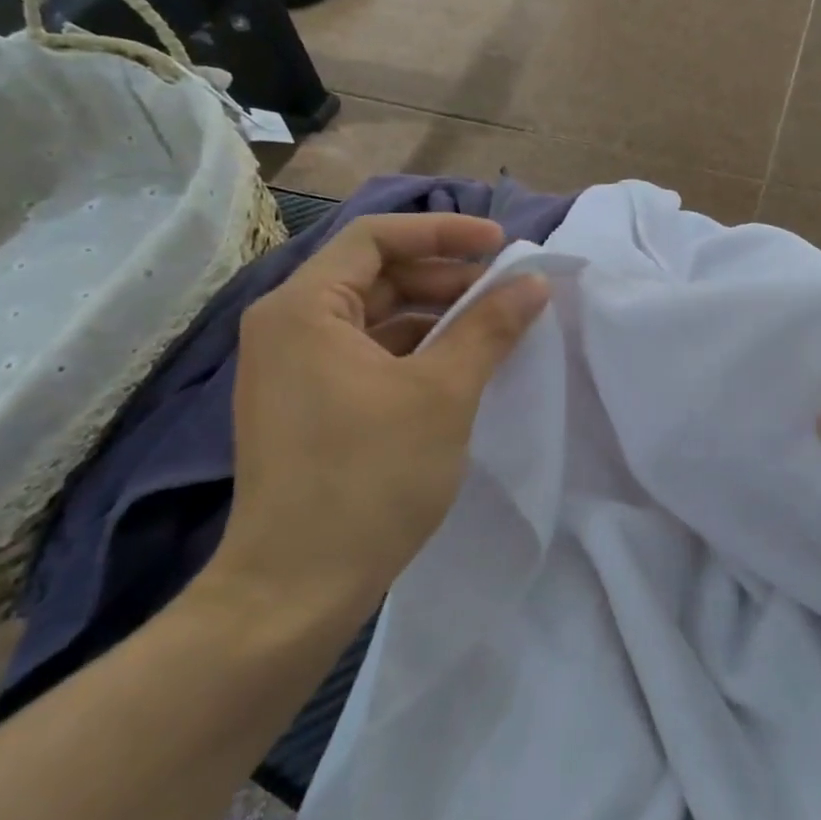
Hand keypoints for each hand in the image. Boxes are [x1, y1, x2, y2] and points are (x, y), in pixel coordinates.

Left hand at [203, 214, 548, 622]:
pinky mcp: (307, 405)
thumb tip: (533, 282)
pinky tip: (459, 367)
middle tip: (506, 293)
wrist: (297, 588)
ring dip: (434, 316)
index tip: (501, 246)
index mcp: (303, 308)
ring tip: (494, 328)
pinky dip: (413, 351)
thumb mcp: (443, 393)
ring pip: (374, 318)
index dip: (443, 231)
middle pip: (375, 274)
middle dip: (444, 277)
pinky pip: (366, 355)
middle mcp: (287, 327)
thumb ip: (490, 327)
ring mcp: (293, 369)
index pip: (376, 237)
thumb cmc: (370, 477)